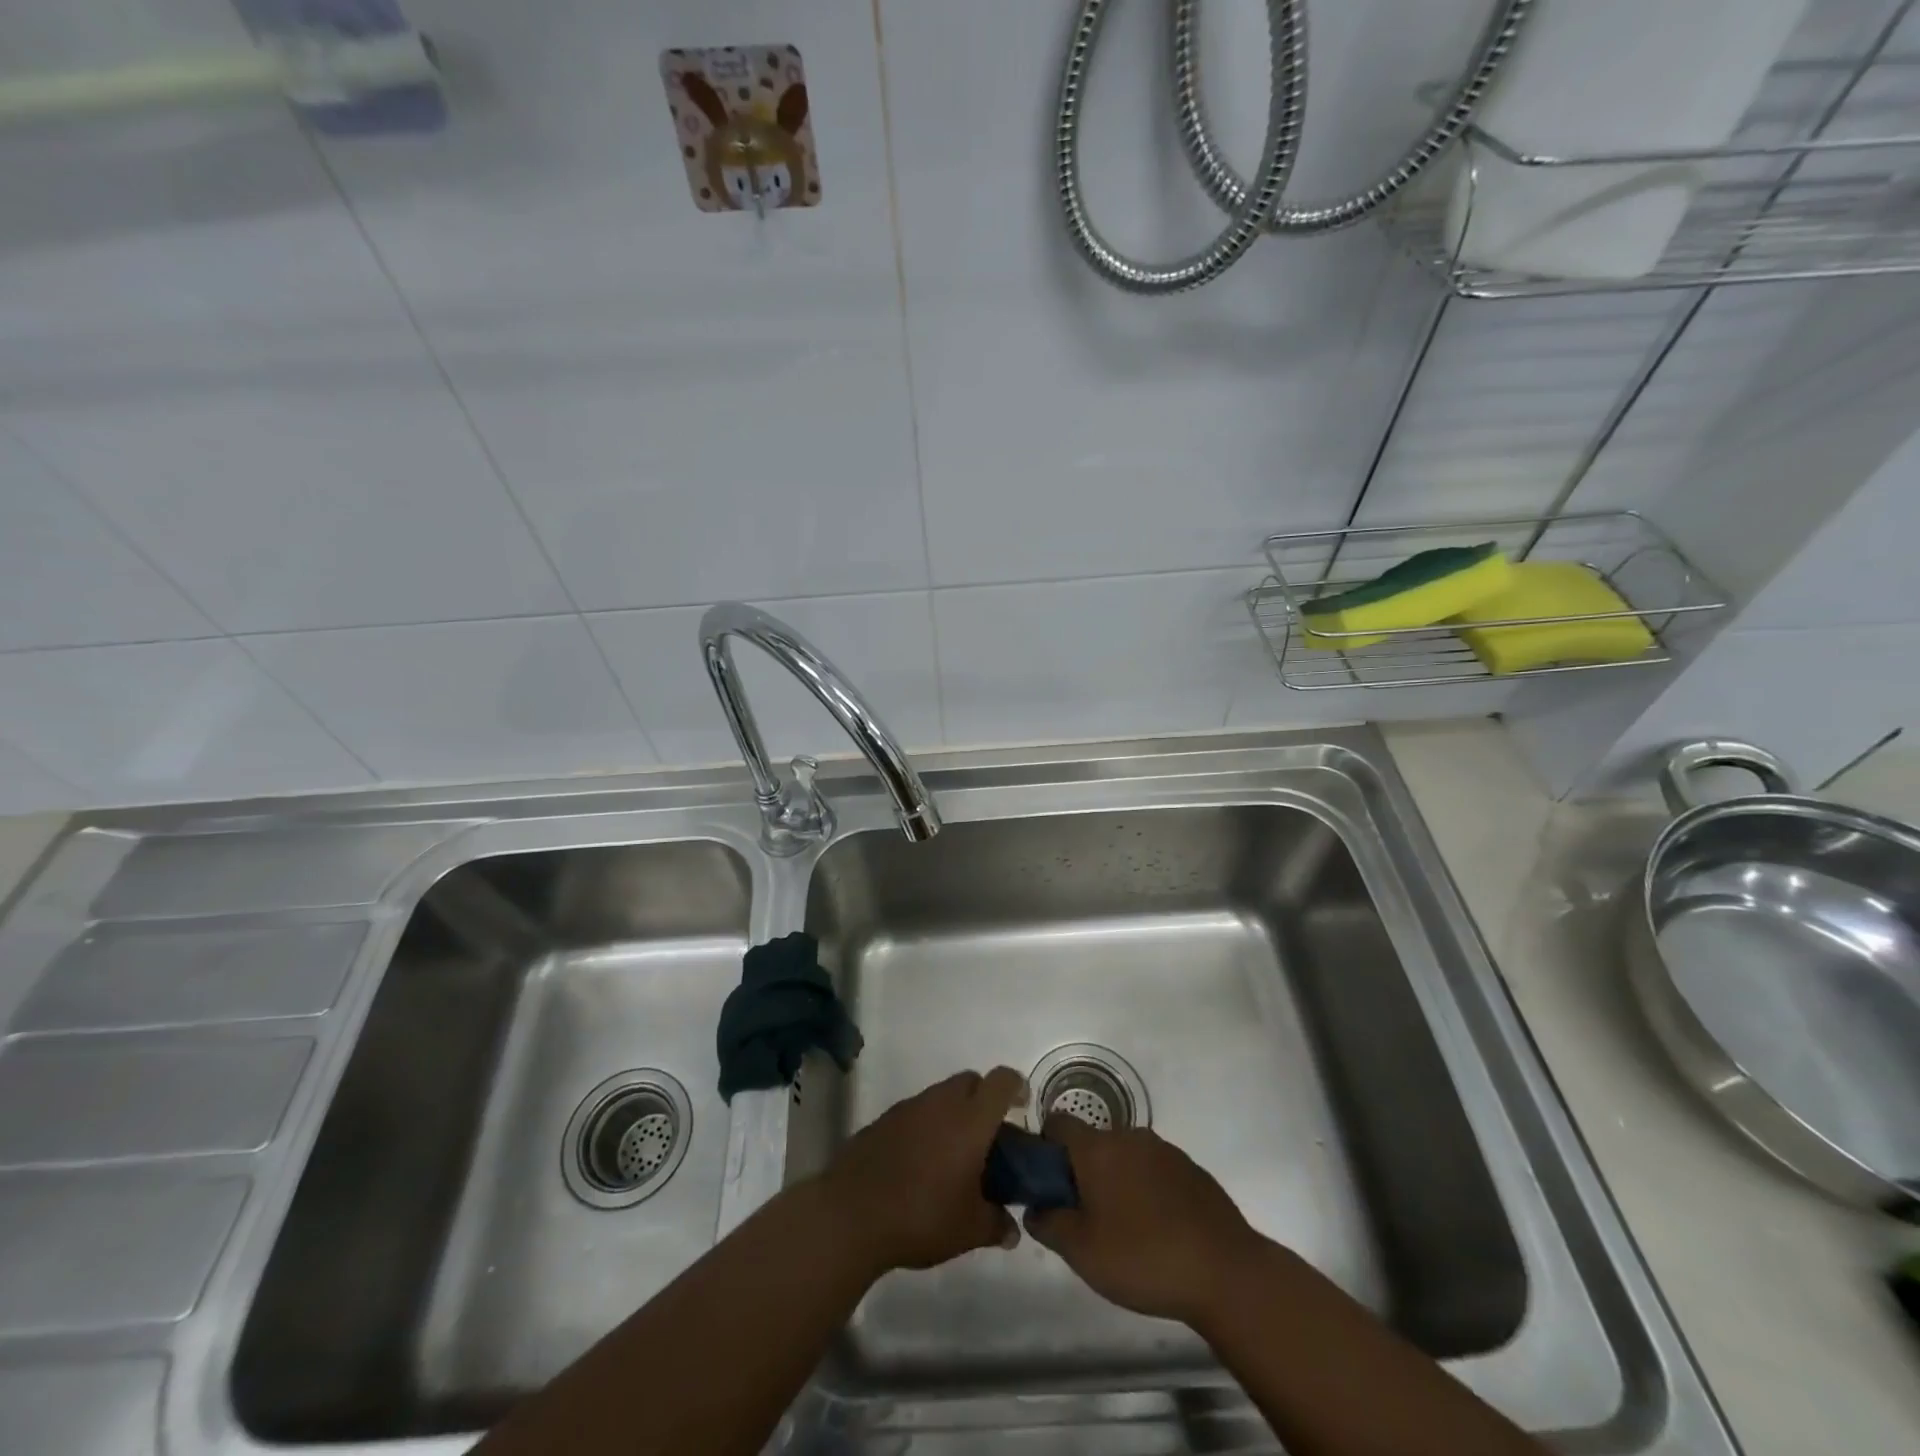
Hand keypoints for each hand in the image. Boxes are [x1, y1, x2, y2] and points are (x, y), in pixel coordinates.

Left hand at [820, 1067, 1026, 1274]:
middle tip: (988, 1138)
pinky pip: (916, 1112)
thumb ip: (995, 1224)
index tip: (1022, 1107)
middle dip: (984, 1100)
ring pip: (941, 1095)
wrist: (852, 1214)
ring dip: (953, 1114)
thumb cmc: (921, 1216)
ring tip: (954, 1156)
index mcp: (970, 1119)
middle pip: (971, 1081)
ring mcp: (909, 1108)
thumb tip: (1011, 1230)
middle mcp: (941, 1102)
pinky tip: (921, 1164)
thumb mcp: (968, 1230)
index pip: (1001, 1081)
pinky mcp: (884, 1120)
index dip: (1016, 1087)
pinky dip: (926, 1127)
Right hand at [1024, 1115, 1264, 1326]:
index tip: (1048, 1184)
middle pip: (1093, 1142)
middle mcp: (1129, 1136)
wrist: (1226, 1272)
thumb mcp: (1082, 1253)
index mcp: (1097, 1148)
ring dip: (1117, 1181)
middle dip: (1083, 1172)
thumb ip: (1049, 1224)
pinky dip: (1148, 1190)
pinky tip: (1158, 1231)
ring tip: (1125, 1230)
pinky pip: (1155, 1170)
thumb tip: (1035, 1208)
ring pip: (1125, 1156)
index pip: (1057, 1122)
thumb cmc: (1144, 1258)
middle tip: (1085, 1217)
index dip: (1045, 1147)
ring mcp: (1164, 1150)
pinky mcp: (1191, 1169)